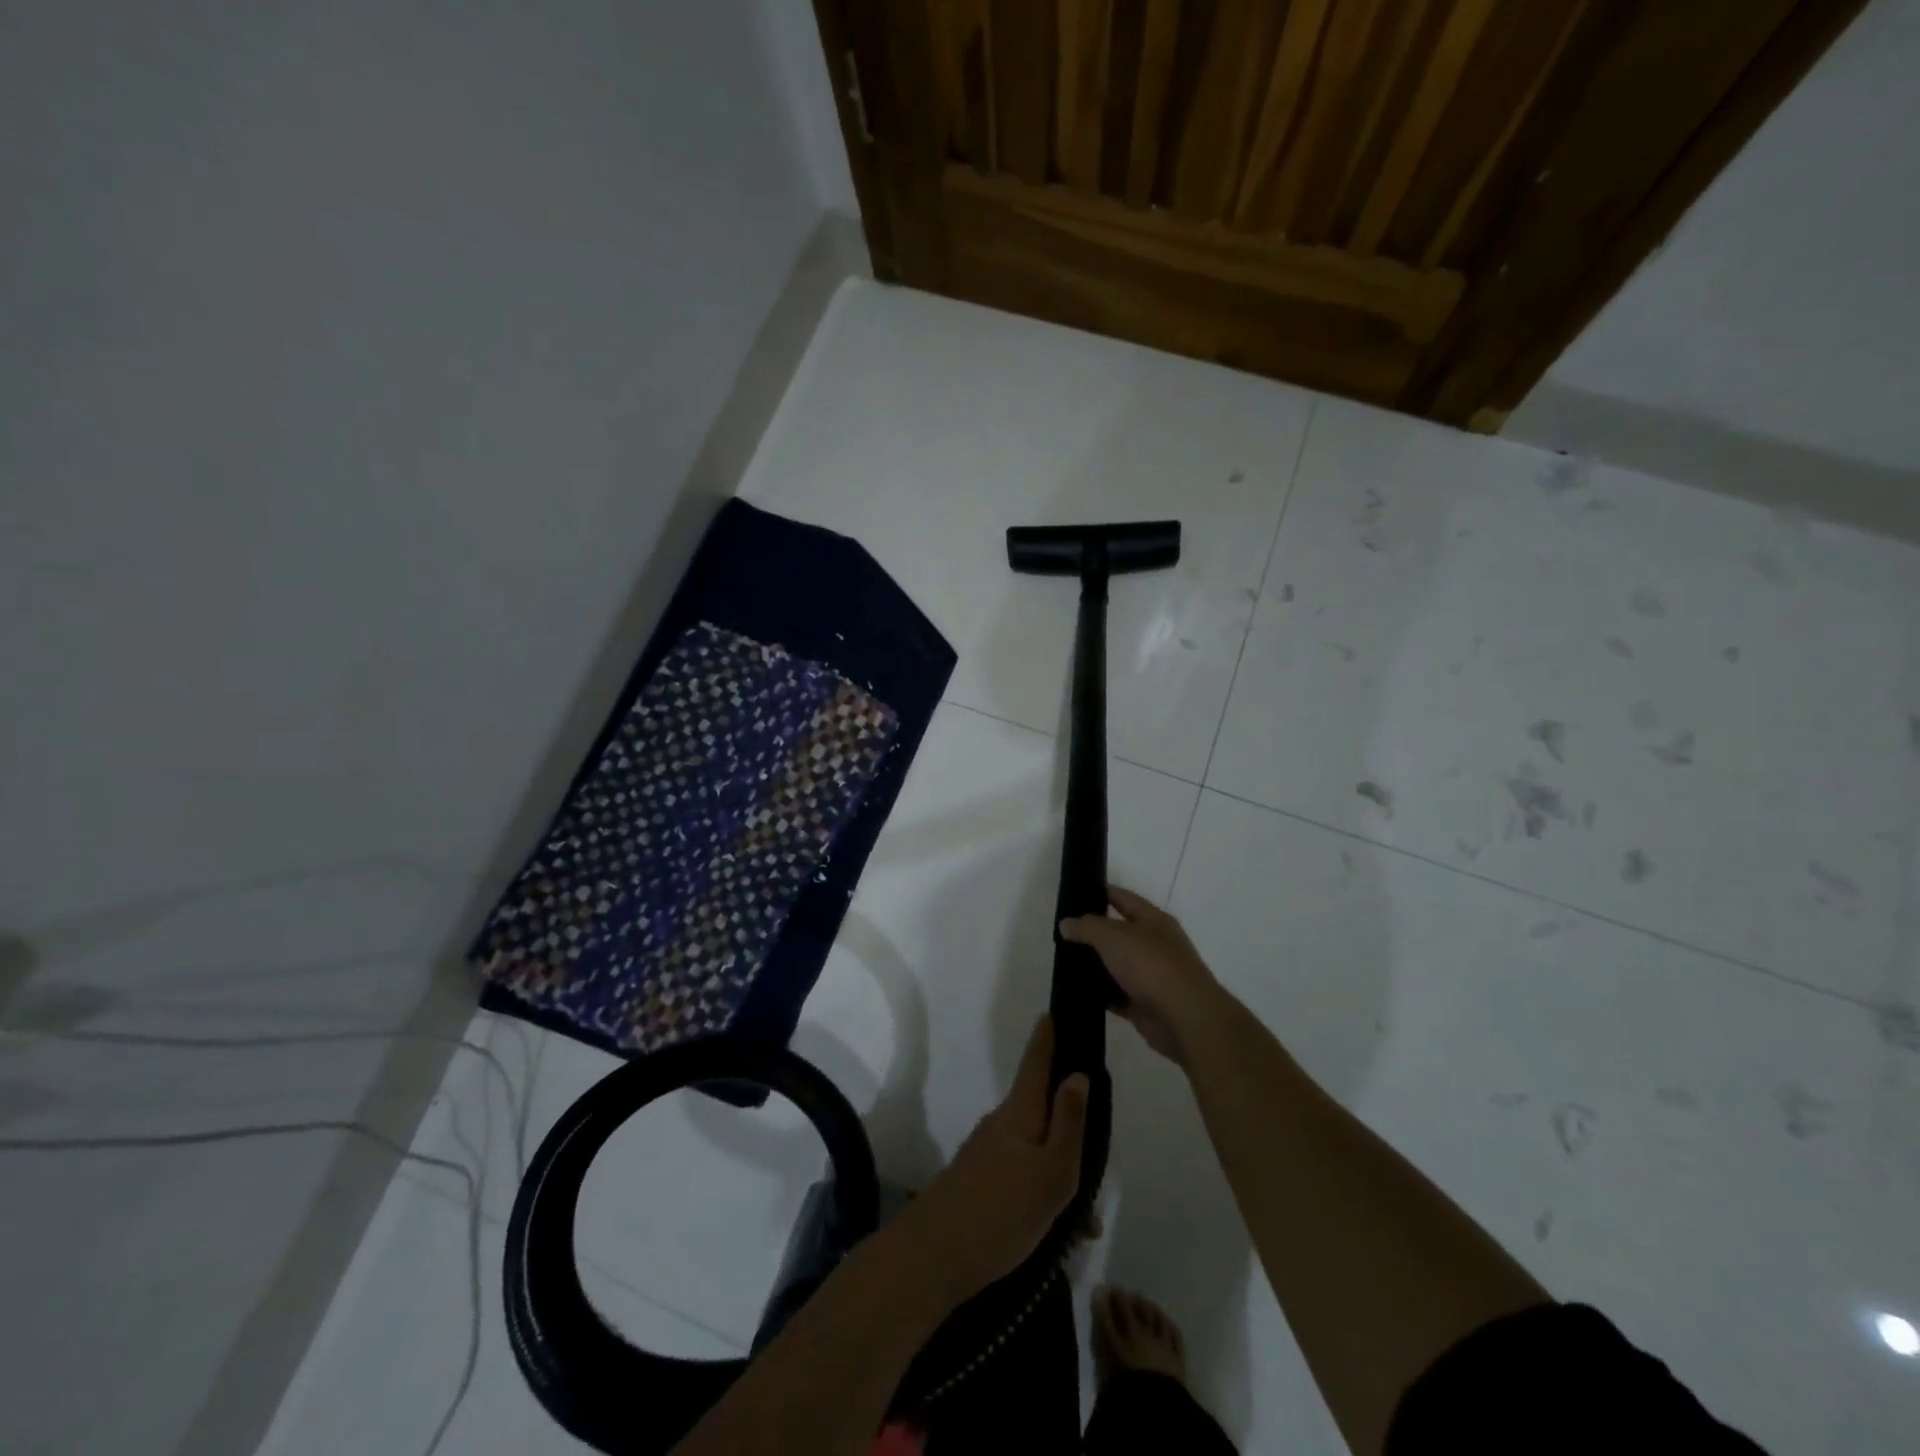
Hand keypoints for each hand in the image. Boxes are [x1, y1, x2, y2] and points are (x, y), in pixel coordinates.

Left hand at [901, 1017, 1088, 1304]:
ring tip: (1083, 1223)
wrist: (934, 1256)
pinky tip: (1059, 1237)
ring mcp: (985, 1153)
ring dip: (1059, 1174)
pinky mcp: (977, 1182)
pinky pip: (1021, 1176)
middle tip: (1095, 1162)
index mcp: (1019, 1112)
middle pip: (1040, 1110)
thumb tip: (1078, 1075)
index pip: (1036, 1061)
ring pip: (1034, 1150)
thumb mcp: (1053, 1172)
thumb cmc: (1003, 1211)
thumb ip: (1069, 1123)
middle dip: (1069, 1127)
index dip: (1047, 1037)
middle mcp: (1000, 1124)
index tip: (1054, 1012)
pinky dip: (1042, 1195)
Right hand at [1060, 886, 1228, 1066]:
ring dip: (1094, 965)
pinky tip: (1077, 991)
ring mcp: (1151, 976)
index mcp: (1153, 920)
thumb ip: (1087, 927)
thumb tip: (1066, 924)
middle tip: (1061, 933)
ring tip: (1063, 962)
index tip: (1073, 894)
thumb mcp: (1113, 936)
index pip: (1122, 898)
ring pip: (1116, 965)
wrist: (1184, 1018)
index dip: (1099, 892)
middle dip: (1092, 933)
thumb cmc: (1151, 965)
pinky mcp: (1144, 1004)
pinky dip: (1100, 994)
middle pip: (1118, 933)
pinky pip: (1116, 994)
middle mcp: (1154, 944)